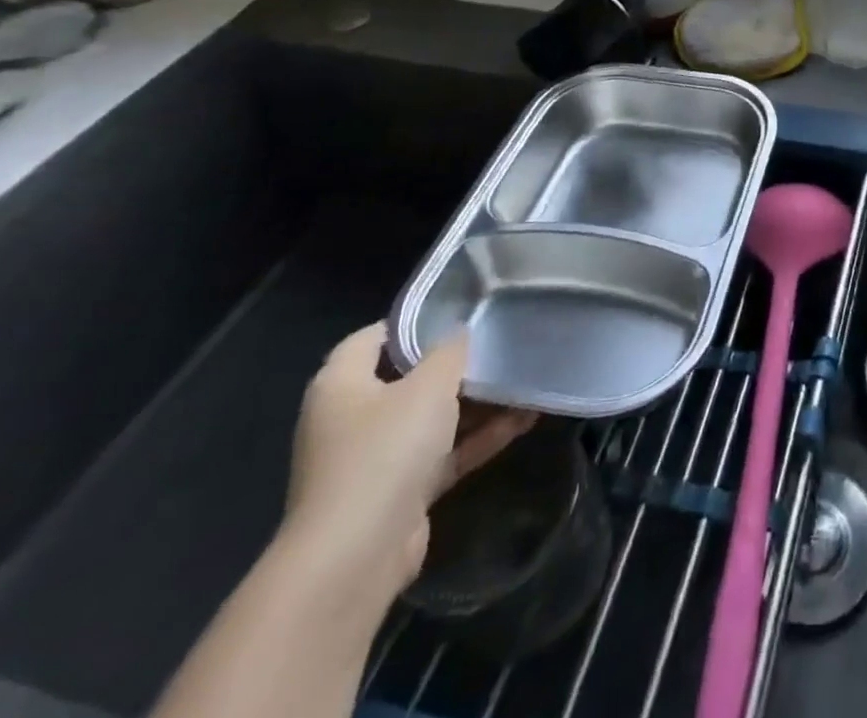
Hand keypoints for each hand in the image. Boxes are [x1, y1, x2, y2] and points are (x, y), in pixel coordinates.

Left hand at [280, 324, 534, 604]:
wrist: (357, 556)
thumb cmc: (385, 451)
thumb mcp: (428, 386)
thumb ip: (449, 352)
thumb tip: (460, 332)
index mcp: (341, 386)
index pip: (371, 339)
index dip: (412, 322)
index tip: (457, 310)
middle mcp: (352, 419)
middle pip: (408, 379)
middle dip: (454, 365)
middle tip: (499, 342)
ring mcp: (375, 460)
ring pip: (432, 418)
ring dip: (476, 403)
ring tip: (524, 379)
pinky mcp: (400, 493)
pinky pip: (445, 453)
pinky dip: (479, 438)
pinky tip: (524, 419)